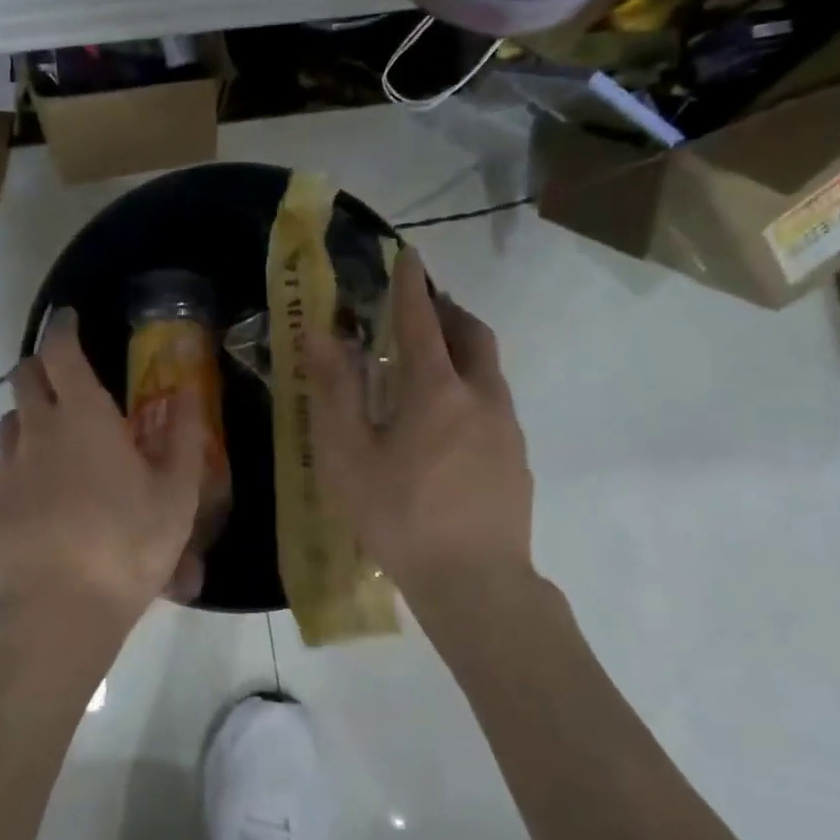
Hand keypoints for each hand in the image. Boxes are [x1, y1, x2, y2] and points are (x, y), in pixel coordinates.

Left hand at [0, 310, 207, 633]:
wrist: (59, 611)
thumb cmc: (128, 545)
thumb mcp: (177, 494)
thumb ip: (185, 435)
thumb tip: (188, 390)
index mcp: (83, 417)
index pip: (60, 350)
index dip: (63, 328)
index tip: (69, 319)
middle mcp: (37, 429)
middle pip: (25, 375)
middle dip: (43, 367)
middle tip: (69, 384)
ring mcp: (7, 466)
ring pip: (12, 420)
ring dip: (33, 417)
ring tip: (60, 445)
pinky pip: (3, 465)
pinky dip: (22, 463)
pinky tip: (42, 495)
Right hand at [309, 249, 538, 625]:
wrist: (476, 584)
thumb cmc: (399, 516)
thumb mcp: (349, 456)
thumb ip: (336, 392)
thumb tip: (323, 337)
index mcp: (436, 390)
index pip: (422, 320)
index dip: (410, 285)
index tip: (407, 255)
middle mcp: (480, 397)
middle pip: (471, 334)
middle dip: (447, 311)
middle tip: (421, 307)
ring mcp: (506, 428)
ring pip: (487, 369)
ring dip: (461, 349)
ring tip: (431, 360)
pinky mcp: (517, 458)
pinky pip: (494, 402)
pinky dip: (470, 386)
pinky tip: (448, 422)